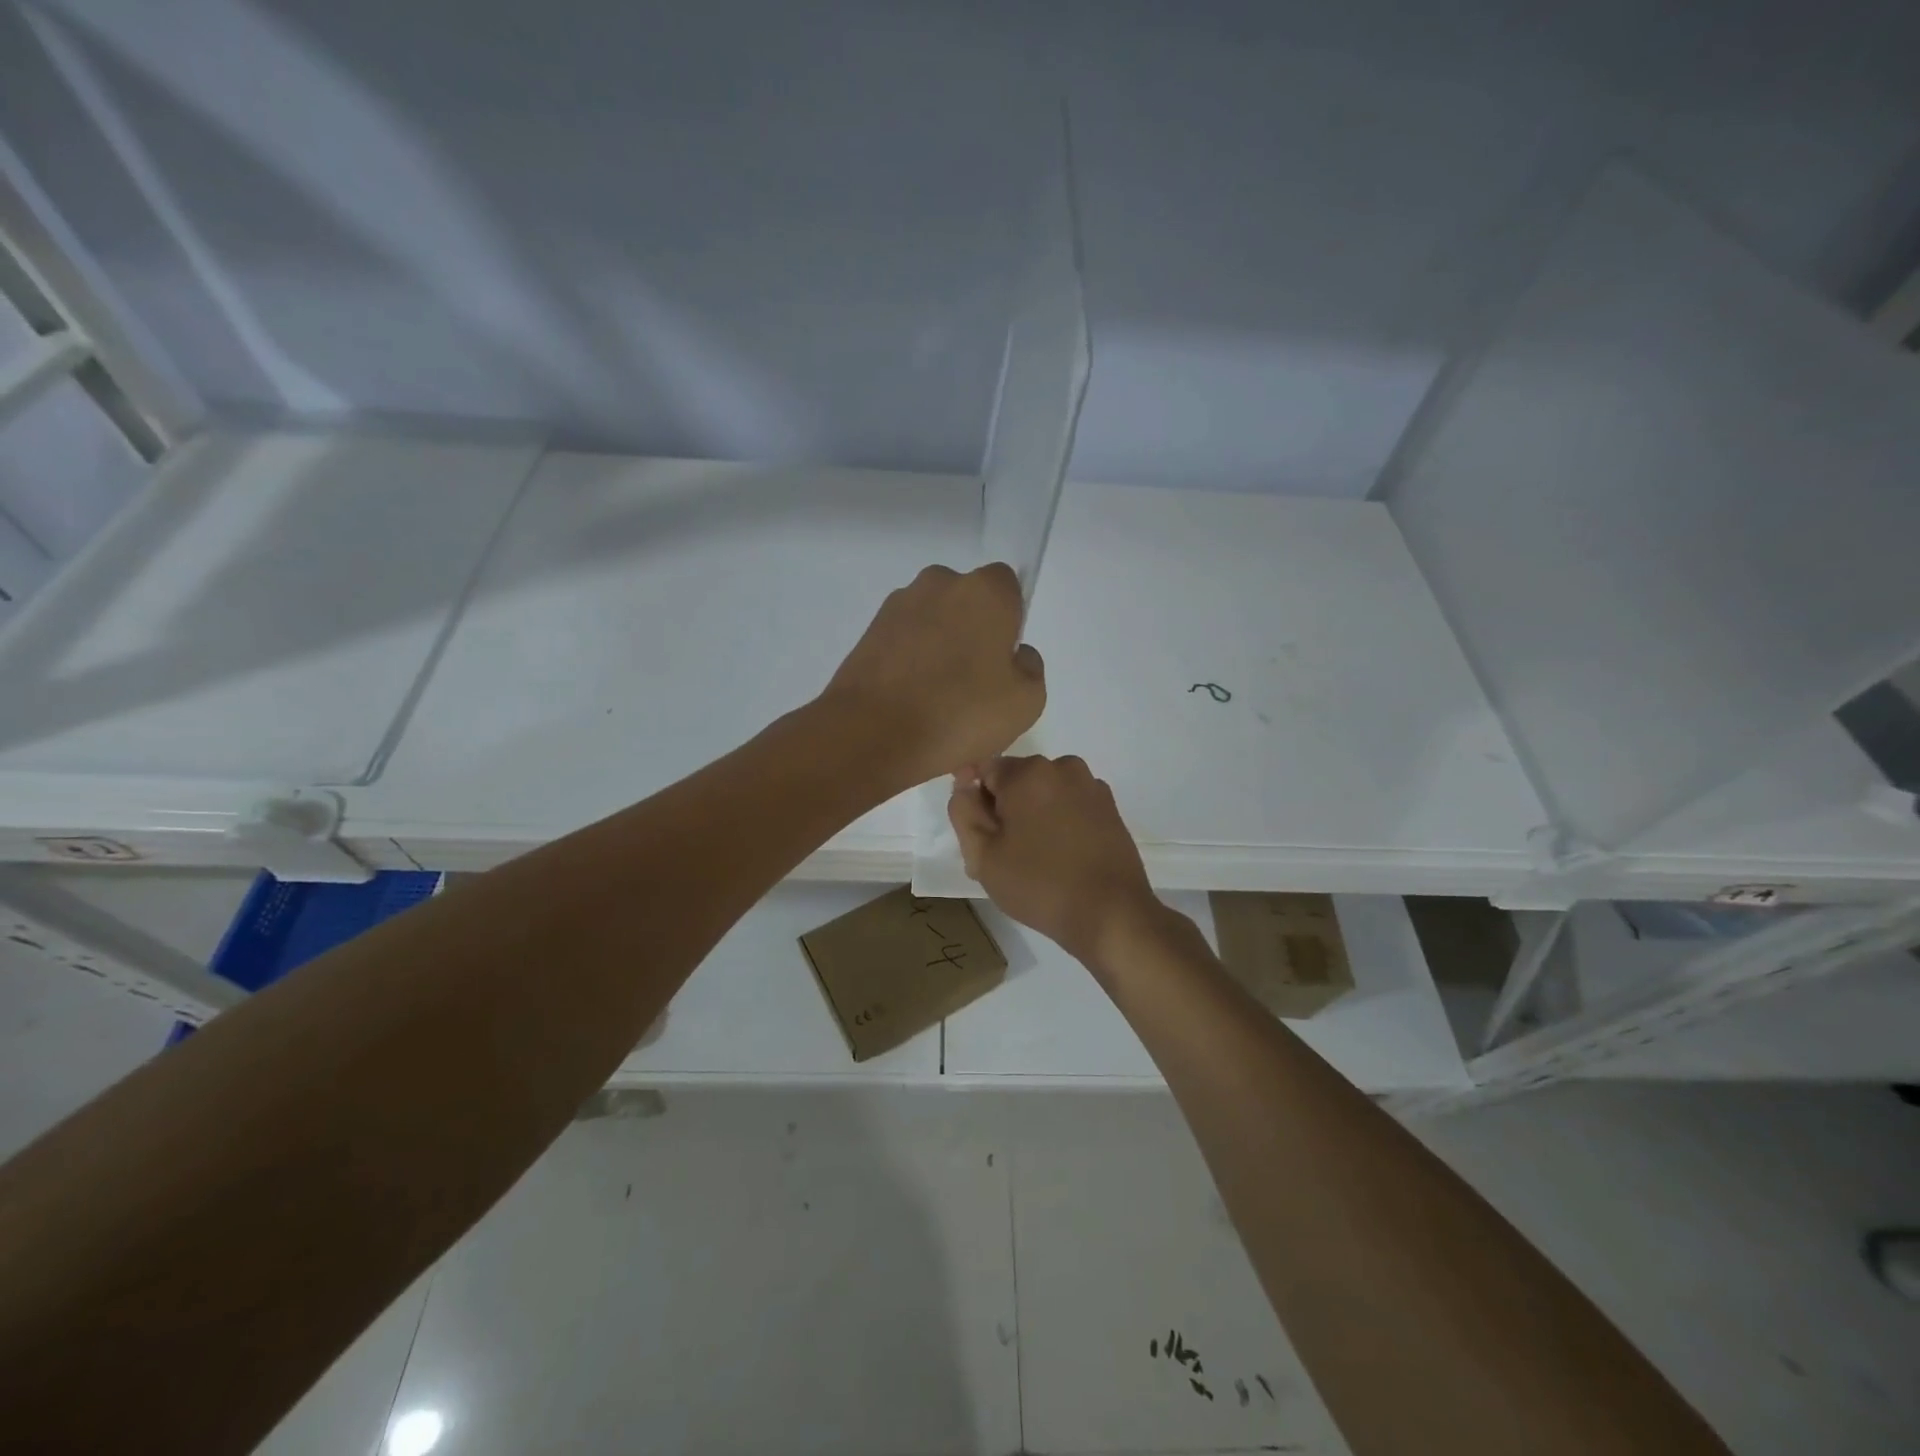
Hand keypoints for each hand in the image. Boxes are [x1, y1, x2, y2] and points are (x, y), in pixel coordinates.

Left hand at [822, 564, 1045, 787]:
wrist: (871, 736)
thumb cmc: (960, 713)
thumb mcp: (1027, 702)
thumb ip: (1030, 667)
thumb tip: (1014, 655)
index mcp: (984, 590)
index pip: (1007, 588)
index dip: (1009, 623)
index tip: (1003, 662)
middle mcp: (938, 584)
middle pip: (967, 607)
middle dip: (972, 641)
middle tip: (974, 694)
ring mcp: (897, 608)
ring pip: (933, 631)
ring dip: (940, 661)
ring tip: (940, 715)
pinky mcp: (867, 635)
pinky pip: (904, 649)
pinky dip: (911, 673)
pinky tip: (913, 715)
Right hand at [948, 755, 1159, 962]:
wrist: (1111, 914)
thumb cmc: (1039, 884)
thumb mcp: (982, 855)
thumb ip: (963, 812)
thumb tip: (965, 785)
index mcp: (1028, 772)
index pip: (983, 769)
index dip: (974, 800)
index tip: (978, 834)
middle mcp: (1062, 767)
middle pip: (1016, 779)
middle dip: (1004, 808)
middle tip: (1001, 854)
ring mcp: (1090, 786)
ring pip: (1044, 792)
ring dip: (1031, 814)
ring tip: (1031, 860)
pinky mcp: (1109, 807)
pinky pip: (1069, 804)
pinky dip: (1058, 821)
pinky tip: (1060, 857)